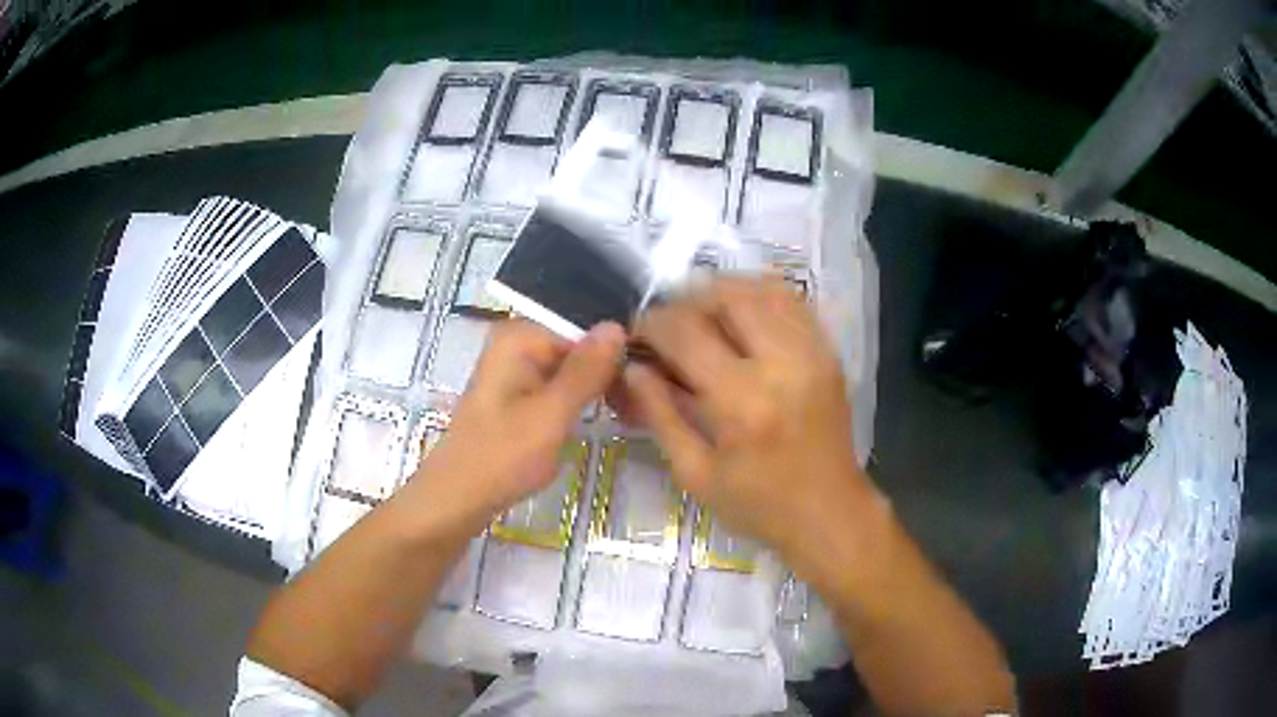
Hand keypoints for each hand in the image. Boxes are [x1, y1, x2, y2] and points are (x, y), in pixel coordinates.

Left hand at [412, 319, 624, 533]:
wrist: (456, 499)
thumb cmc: (502, 457)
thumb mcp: (551, 413)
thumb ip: (586, 369)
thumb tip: (617, 325)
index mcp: (520, 337)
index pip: (586, 329)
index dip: (617, 354)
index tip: (645, 385)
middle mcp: (516, 344)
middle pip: (578, 346)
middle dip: (609, 373)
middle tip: (641, 407)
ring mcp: (515, 370)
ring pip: (571, 369)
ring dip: (598, 389)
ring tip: (630, 413)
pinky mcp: (517, 395)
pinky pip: (558, 386)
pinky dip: (580, 401)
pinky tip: (604, 417)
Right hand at [623, 277, 871, 558]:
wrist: (829, 513)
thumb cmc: (758, 505)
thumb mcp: (694, 473)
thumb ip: (659, 414)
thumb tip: (631, 368)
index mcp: (741, 402)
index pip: (685, 332)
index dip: (651, 324)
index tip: (637, 335)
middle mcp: (780, 364)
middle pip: (725, 297)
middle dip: (686, 301)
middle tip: (671, 326)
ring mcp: (811, 353)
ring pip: (762, 289)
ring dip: (723, 293)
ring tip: (703, 317)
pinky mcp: (829, 352)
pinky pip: (793, 301)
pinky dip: (760, 296)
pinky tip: (742, 317)